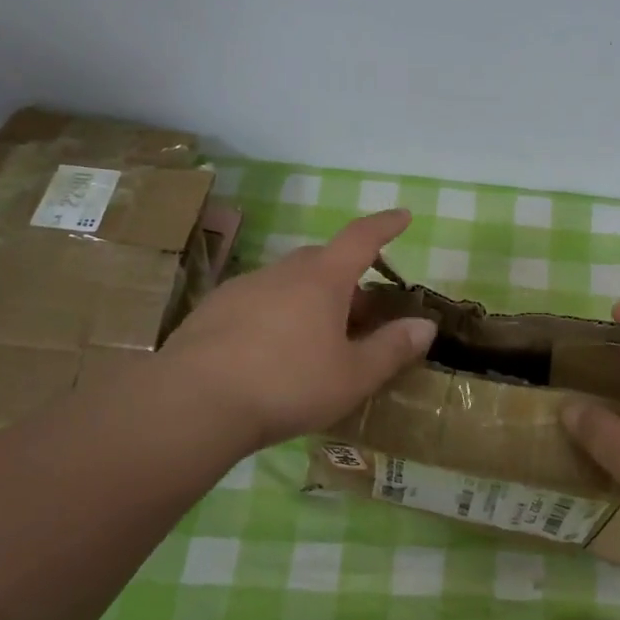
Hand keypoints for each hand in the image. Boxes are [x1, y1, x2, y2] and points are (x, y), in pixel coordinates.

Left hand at [162, 209, 435, 451]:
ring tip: (315, 341)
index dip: (385, 225)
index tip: (402, 215)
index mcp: (323, 279)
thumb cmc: (288, 385)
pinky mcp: (212, 311)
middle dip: (347, 278)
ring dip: (309, 299)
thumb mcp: (353, 376)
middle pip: (323, 261)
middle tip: (360, 313)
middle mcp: (283, 273)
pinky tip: (270, 353)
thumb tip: (426, 325)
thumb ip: (392, 349)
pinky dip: (275, 315)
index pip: (361, 238)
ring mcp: (243, 288)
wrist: (193, 404)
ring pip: (287, 282)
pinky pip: (257, 302)